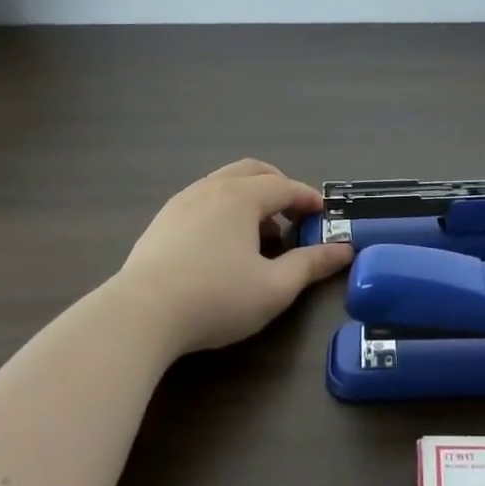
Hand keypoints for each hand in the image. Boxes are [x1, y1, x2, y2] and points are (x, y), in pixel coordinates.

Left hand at [113, 159, 352, 353]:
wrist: (140, 314)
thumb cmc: (217, 297)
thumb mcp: (275, 287)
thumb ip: (311, 264)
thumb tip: (343, 250)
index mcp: (241, 197)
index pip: (285, 186)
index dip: (308, 198)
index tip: (324, 214)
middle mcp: (211, 188)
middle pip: (252, 171)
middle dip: (279, 186)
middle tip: (294, 212)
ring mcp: (181, 202)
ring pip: (224, 183)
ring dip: (250, 198)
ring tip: (261, 233)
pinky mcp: (161, 222)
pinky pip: (203, 200)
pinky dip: (225, 209)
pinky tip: (224, 244)